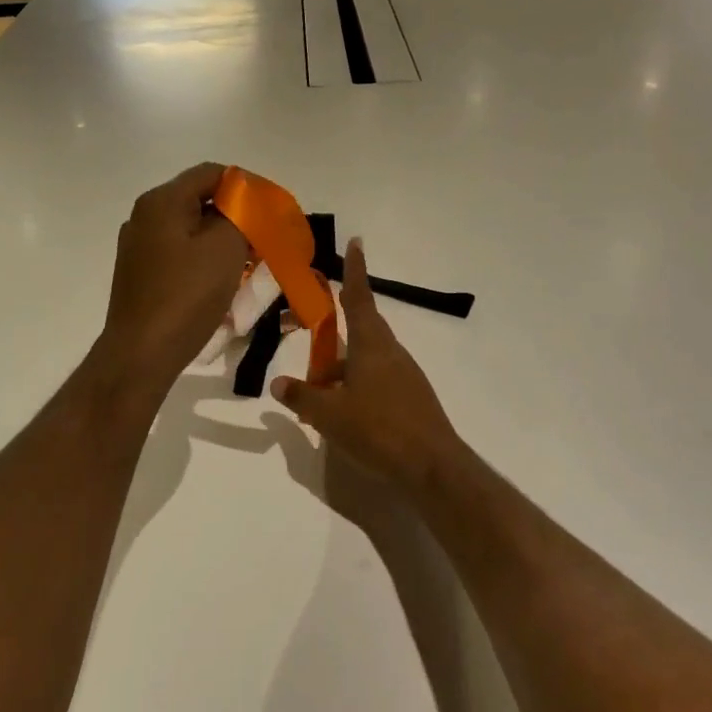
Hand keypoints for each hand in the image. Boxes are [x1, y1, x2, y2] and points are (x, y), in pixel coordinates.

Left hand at [100, 163, 249, 392]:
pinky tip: (220, 281)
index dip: (246, 186)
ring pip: (190, 229)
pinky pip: (178, 253)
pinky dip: (202, 259)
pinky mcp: (138, 273)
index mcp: (161, 200)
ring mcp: (137, 246)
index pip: (211, 173)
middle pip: (199, 200)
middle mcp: (144, 216)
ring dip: (220, 240)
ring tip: (248, 262)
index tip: (271, 211)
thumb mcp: (226, 247)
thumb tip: (243, 208)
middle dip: (235, 216)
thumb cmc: (186, 295)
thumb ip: (241, 215)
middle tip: (264, 238)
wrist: (141, 352)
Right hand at [272, 240, 464, 486]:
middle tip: (313, 348)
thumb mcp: (328, 415)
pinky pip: (378, 381)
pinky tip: (346, 415)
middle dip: (336, 337)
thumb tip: (278, 384)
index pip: (359, 298)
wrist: (433, 468)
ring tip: (320, 396)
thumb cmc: (378, 430)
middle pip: (361, 332)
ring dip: (344, 370)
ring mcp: (406, 376)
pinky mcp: (413, 398)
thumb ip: (302, 396)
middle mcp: (391, 353)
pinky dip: (358, 388)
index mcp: (371, 345)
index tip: (356, 242)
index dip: (355, 270)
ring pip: (367, 360)